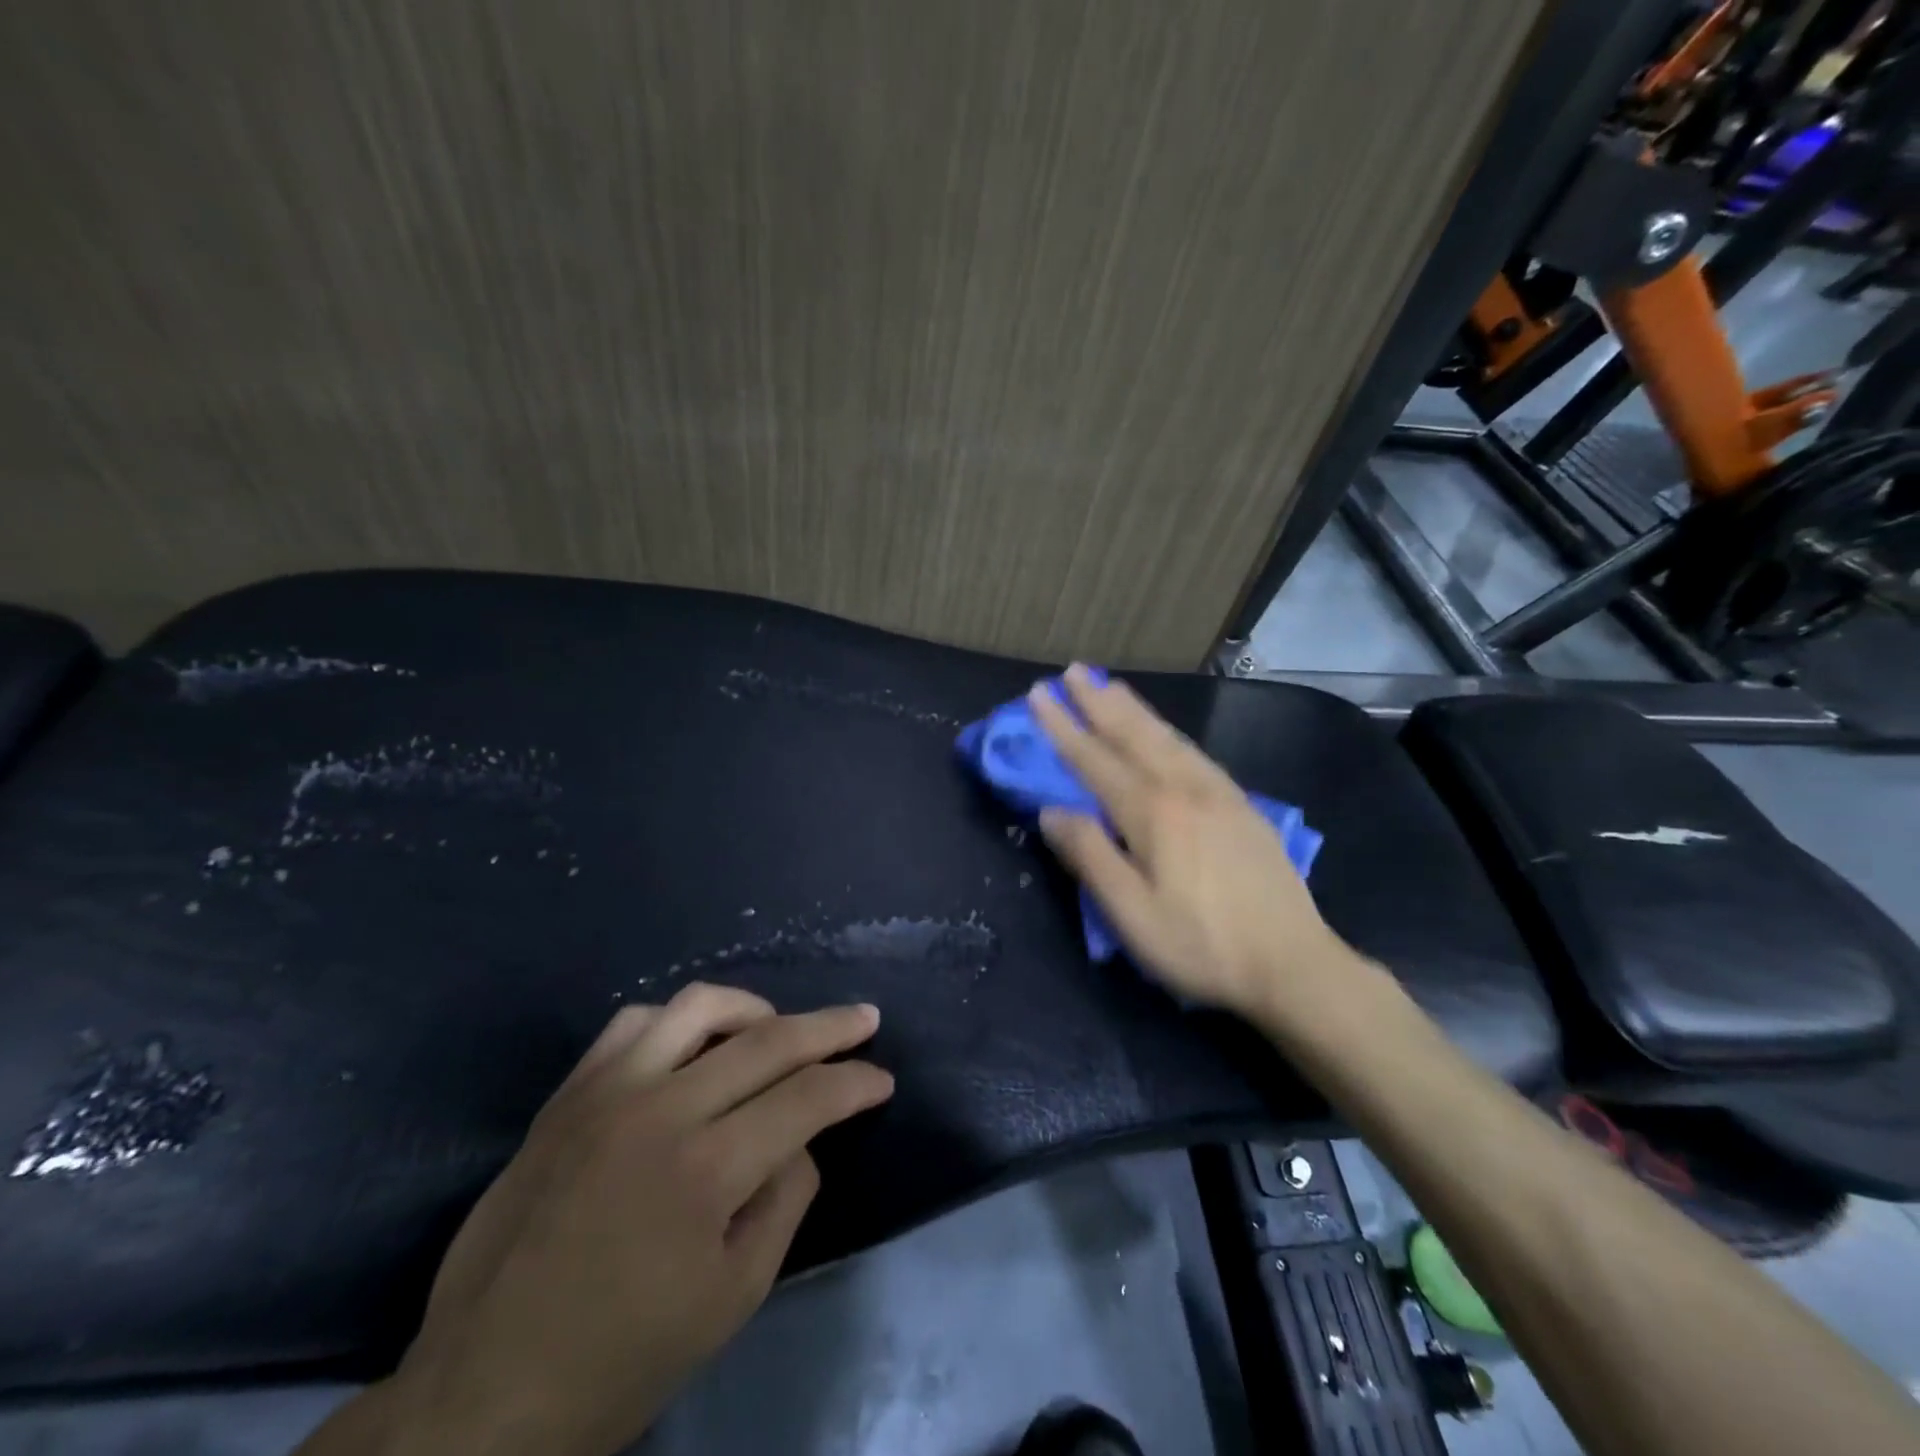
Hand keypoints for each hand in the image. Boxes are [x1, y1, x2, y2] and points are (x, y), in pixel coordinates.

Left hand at [299, 983, 893, 1455]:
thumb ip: (786, 1199)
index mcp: (707, 1171)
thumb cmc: (622, 1358)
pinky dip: (680, 1020)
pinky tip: (696, 1045)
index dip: (856, 1082)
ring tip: (779, 1028)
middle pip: (768, 1039)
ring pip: (700, 1006)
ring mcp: (607, 1092)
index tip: (882, 1079)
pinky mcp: (569, 1094)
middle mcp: (661, 1110)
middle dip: (831, 1025)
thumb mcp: (734, 1297)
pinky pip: (635, 1022)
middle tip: (864, 1019)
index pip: (807, 1096)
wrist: (483, 1391)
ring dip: (756, 1009)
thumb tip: (802, 1135)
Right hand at [1030, 664, 1344, 1017]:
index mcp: (1152, 812)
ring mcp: (1220, 794)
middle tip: (1073, 672)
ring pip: (1167, 738)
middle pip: (1134, 735)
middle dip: (1099, 702)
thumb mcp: (1131, 913)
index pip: (1095, 760)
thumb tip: (1051, 811)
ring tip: (1111, 686)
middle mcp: (1185, 789)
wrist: (1294, 966)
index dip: (1063, 728)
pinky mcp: (1243, 808)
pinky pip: (1195, 753)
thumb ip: (1090, 856)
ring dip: (1134, 709)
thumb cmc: (1202, 946)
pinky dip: (1169, 732)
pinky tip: (1166, 734)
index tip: (1038, 695)